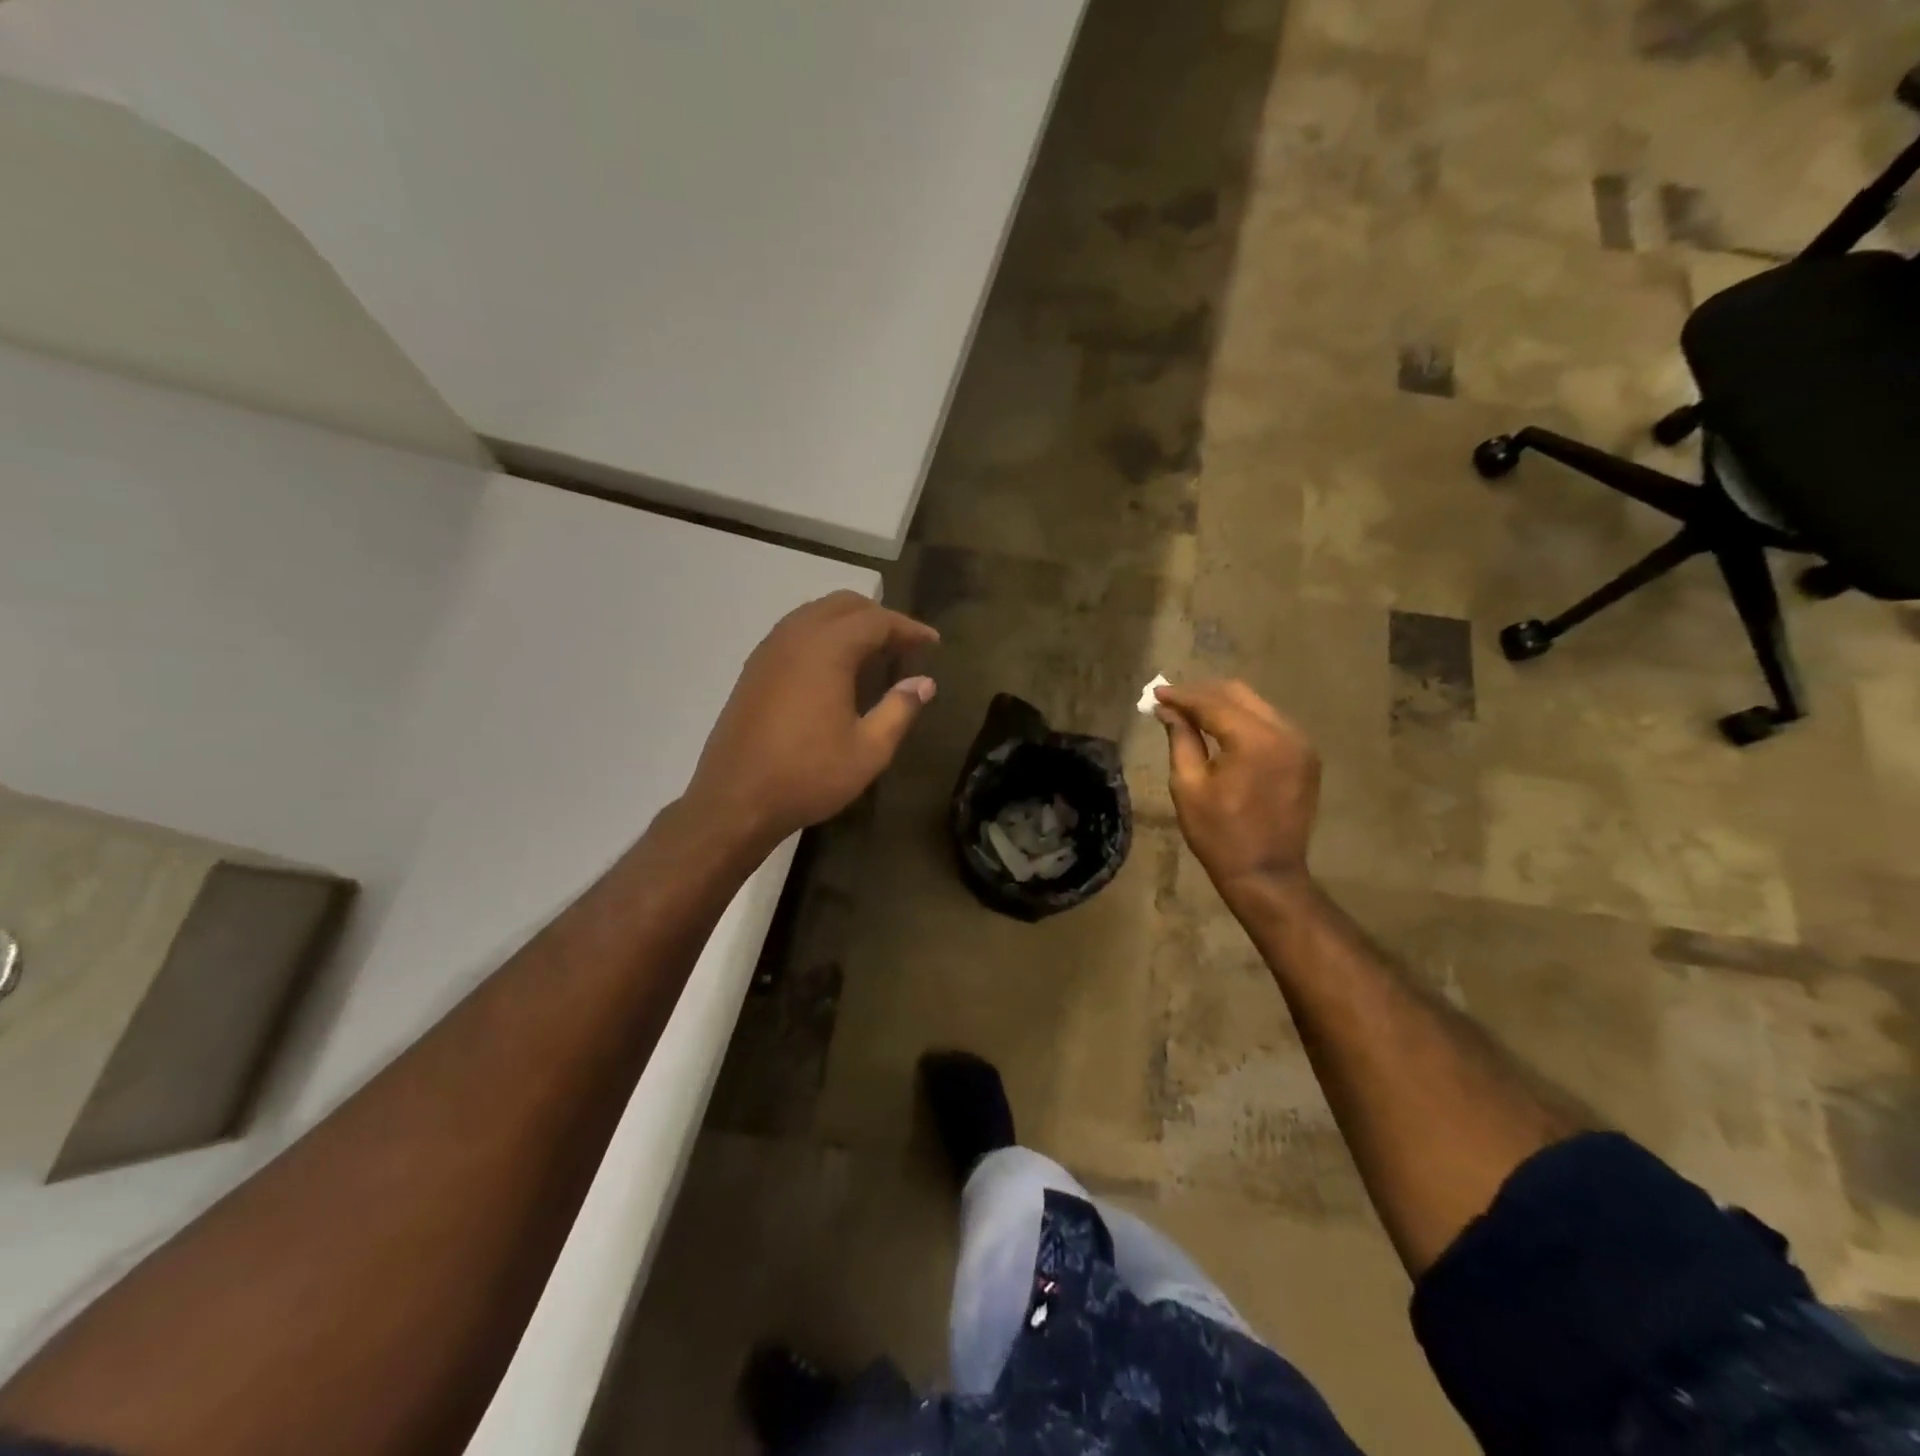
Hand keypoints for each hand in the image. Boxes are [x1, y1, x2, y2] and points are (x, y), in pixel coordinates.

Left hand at [687, 591, 937, 850]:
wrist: (734, 800)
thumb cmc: (808, 776)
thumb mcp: (868, 750)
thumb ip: (899, 710)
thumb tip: (924, 682)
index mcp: (827, 650)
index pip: (877, 620)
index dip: (908, 628)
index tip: (933, 643)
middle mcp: (795, 636)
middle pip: (843, 605)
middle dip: (879, 617)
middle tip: (904, 645)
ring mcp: (769, 650)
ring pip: (815, 613)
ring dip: (849, 623)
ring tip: (874, 653)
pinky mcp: (754, 668)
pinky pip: (795, 631)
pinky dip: (823, 635)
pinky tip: (835, 668)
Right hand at [1155, 679, 1320, 906]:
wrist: (1266, 874)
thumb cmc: (1219, 835)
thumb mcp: (1189, 786)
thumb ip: (1181, 739)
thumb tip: (1168, 710)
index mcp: (1255, 740)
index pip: (1213, 703)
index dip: (1182, 696)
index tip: (1155, 693)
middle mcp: (1285, 733)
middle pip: (1239, 695)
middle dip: (1203, 694)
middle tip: (1172, 701)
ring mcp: (1301, 744)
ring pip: (1257, 706)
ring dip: (1223, 706)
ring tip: (1192, 714)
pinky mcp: (1305, 757)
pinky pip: (1271, 725)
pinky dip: (1244, 721)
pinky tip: (1221, 731)